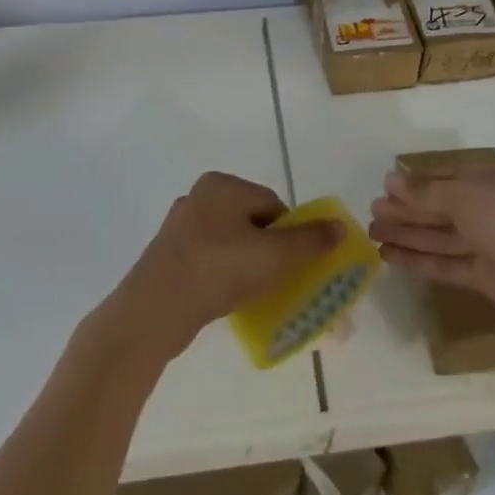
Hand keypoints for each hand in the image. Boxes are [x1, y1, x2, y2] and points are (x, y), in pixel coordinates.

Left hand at [103, 172, 341, 360]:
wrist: (154, 310)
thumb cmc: (219, 270)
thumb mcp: (275, 256)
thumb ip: (310, 241)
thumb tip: (339, 225)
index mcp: (222, 185)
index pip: (272, 204)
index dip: (289, 235)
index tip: (293, 265)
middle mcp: (198, 196)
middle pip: (251, 222)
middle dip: (268, 250)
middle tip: (276, 281)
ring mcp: (178, 226)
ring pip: (229, 242)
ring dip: (244, 264)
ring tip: (251, 293)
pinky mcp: (167, 254)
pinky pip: (207, 259)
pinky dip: (221, 275)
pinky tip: (225, 297)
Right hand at [368, 155, 494, 334]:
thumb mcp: (464, 193)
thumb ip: (426, 190)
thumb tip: (390, 180)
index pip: (455, 175)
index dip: (420, 182)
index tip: (387, 186)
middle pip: (447, 206)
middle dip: (410, 209)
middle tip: (373, 211)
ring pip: (446, 235)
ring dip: (410, 233)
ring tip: (372, 232)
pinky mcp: (492, 277)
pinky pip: (451, 263)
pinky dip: (422, 259)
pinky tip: (390, 255)